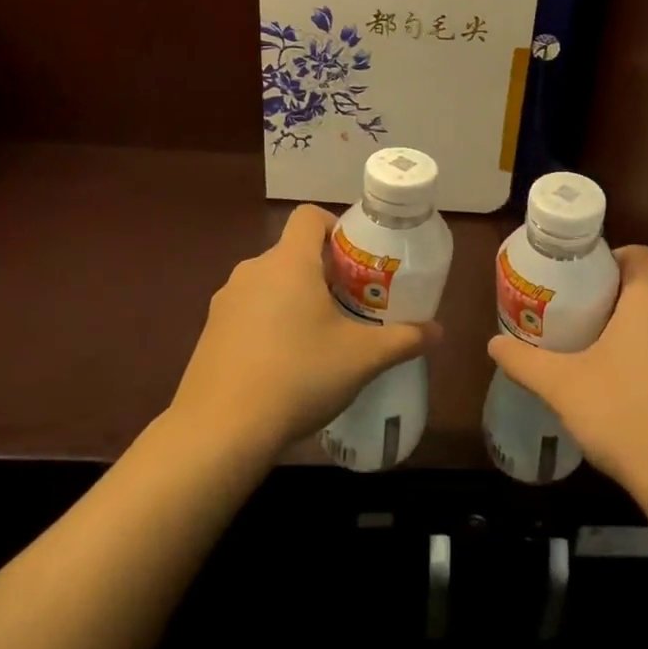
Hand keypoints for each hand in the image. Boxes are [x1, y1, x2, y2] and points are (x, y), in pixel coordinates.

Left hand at [171, 204, 440, 454]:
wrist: (219, 432)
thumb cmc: (299, 376)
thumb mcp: (362, 358)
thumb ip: (404, 339)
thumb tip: (438, 332)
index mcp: (289, 262)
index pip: (309, 216)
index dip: (335, 227)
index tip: (356, 260)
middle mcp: (252, 271)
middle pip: (293, 253)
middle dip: (324, 272)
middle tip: (351, 305)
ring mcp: (225, 302)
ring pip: (270, 284)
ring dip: (295, 299)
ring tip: (320, 338)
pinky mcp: (209, 333)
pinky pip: (248, 313)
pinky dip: (269, 324)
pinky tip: (285, 365)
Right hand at [486, 245, 647, 506]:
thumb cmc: (625, 415)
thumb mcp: (563, 386)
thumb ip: (525, 361)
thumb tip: (494, 344)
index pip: (637, 254)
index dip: (609, 259)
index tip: (582, 283)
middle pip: (647, 289)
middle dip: (613, 301)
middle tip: (578, 322)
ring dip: (635, 333)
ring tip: (599, 358)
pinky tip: (631, 394)